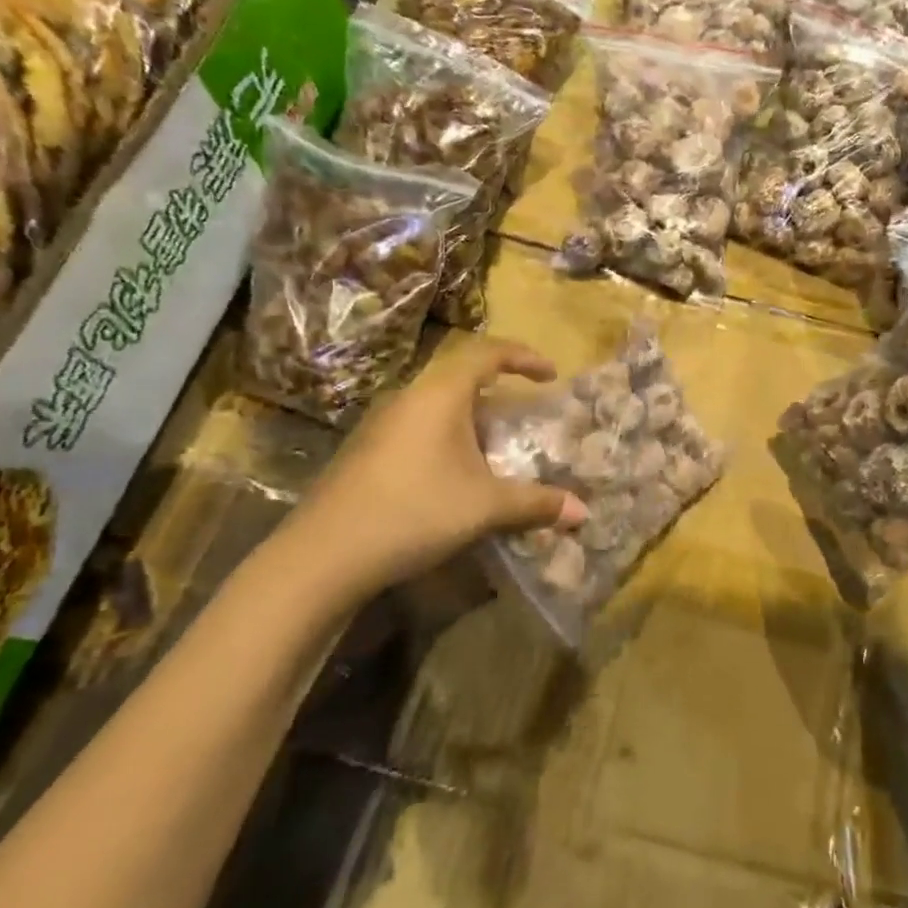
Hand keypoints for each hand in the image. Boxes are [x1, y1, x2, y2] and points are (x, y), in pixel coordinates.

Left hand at [261, 341, 586, 613]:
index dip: (523, 356)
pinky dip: (446, 440)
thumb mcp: (485, 507)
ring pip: (436, 407)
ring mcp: (380, 424)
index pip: (486, 352)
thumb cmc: (415, 512)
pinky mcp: (365, 451)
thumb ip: (536, 503)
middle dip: (498, 393)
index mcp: (439, 395)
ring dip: (470, 421)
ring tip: (494, 452)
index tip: (551, 374)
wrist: (324, 555)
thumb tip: (583, 512)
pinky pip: (417, 429)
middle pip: (460, 378)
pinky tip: (453, 479)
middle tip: (523, 418)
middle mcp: (408, 398)